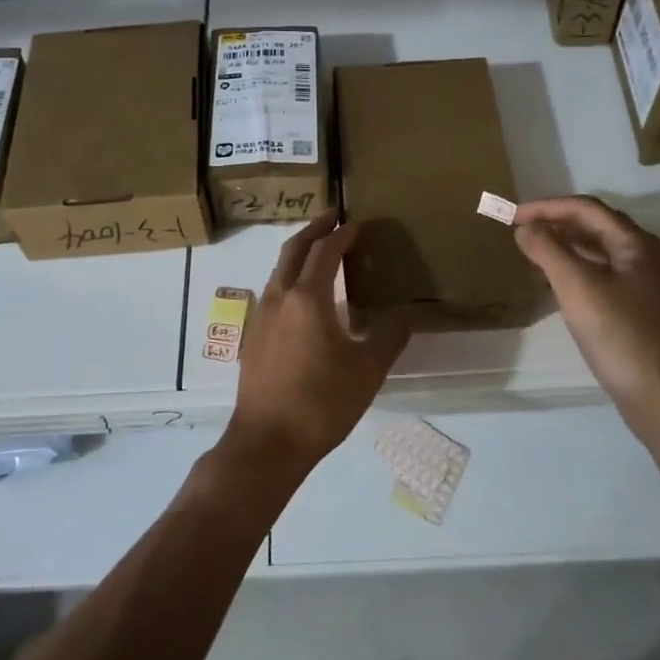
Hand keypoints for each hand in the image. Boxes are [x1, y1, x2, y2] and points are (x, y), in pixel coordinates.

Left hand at [225, 210, 411, 477]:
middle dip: (314, 230)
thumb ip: (389, 335)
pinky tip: (303, 297)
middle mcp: (279, 297)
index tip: (357, 224)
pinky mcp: (253, 337)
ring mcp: (261, 316)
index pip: (325, 252)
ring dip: (299, 253)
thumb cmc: (321, 403)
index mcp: (307, 298)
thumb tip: (406, 312)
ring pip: (279, 269)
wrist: (267, 442)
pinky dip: (289, 277)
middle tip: (333, 217)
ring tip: (319, 251)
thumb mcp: (367, 370)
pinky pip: (273, 291)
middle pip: (294, 250)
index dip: (342, 235)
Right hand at [512, 196, 659, 436]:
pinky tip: (555, 284)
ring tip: (531, 252)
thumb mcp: (577, 287)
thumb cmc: (620, 335)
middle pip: (594, 226)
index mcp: (635, 243)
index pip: (586, 208)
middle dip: (555, 222)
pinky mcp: (637, 310)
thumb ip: (548, 250)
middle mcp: (643, 257)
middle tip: (519, 229)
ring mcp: (643, 285)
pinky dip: (574, 270)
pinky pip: (600, 275)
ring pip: (598, 252)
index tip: (512, 215)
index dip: (546, 207)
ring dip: (564, 246)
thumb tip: (525, 227)